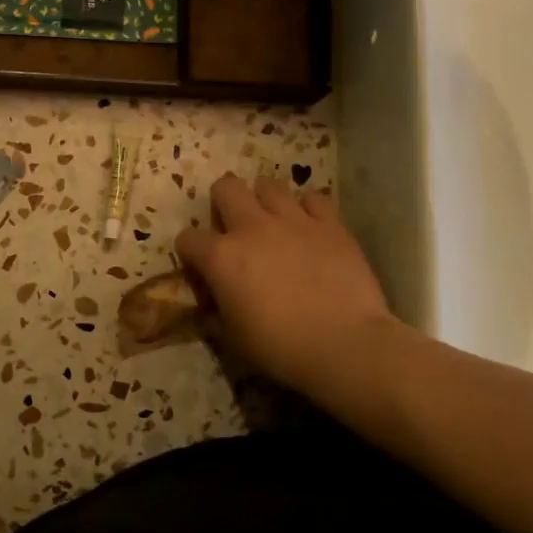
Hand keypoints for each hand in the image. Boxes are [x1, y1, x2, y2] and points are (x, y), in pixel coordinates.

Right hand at [176, 175, 399, 397]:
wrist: (345, 345)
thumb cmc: (281, 348)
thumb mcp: (234, 339)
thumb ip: (217, 314)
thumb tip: (211, 308)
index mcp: (221, 257)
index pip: (188, 238)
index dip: (190, 252)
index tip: (201, 267)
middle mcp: (251, 227)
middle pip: (226, 187)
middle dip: (224, 202)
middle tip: (235, 226)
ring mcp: (292, 220)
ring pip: (269, 184)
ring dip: (265, 199)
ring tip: (273, 220)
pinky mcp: (329, 223)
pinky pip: (313, 198)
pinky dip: (308, 208)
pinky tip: (310, 225)